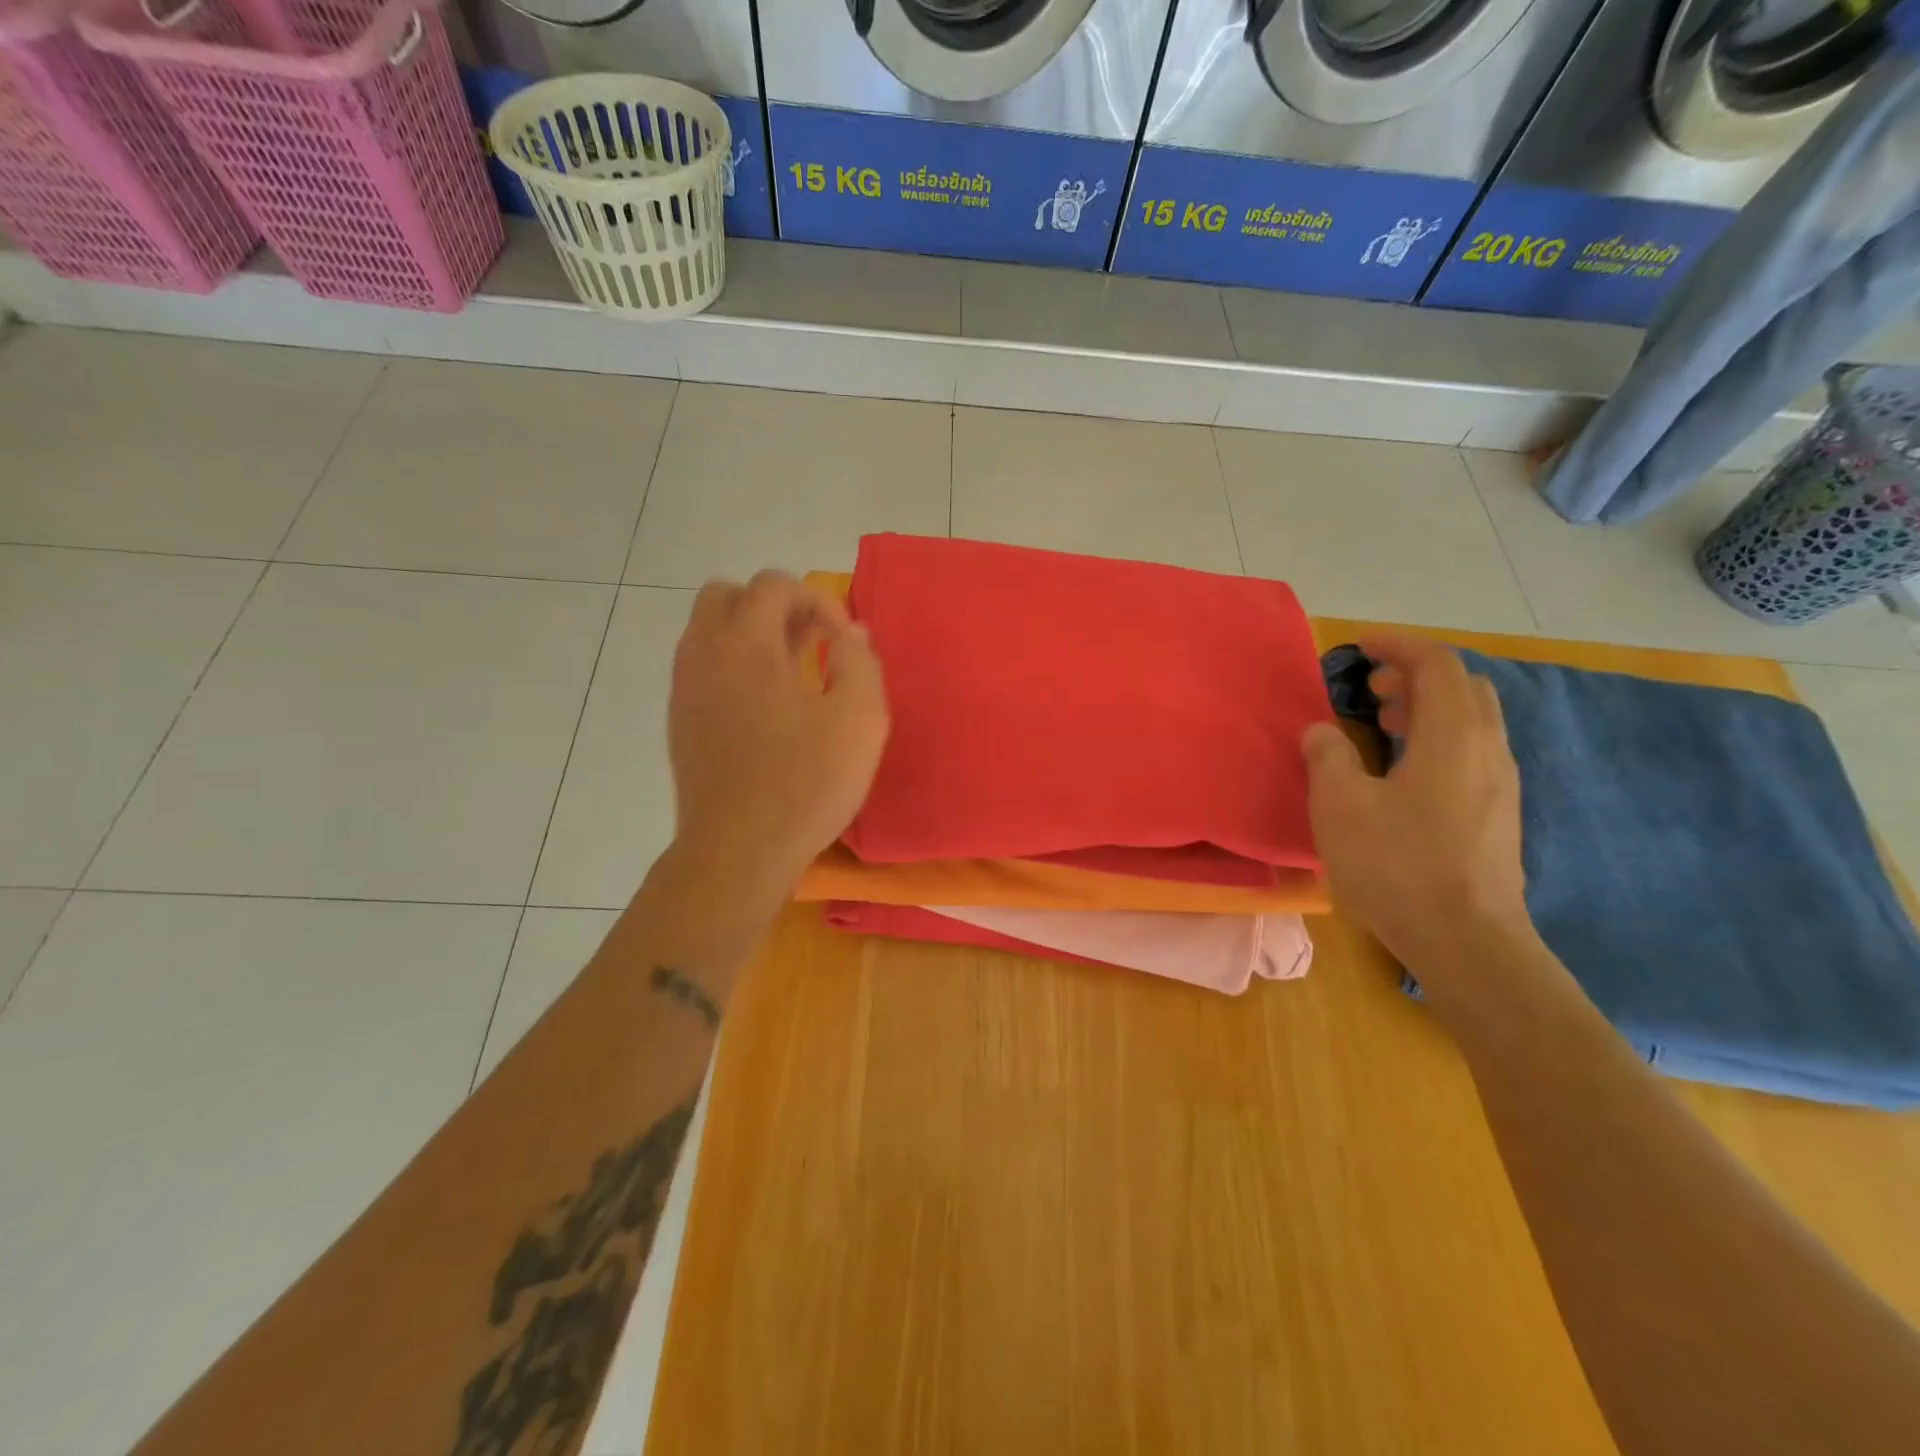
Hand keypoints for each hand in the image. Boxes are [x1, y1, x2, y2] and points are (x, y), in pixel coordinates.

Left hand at [666, 571, 888, 906]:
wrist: (737, 851)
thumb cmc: (806, 784)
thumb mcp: (860, 720)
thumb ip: (861, 662)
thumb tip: (851, 632)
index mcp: (747, 644)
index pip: (774, 584)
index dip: (817, 601)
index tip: (843, 643)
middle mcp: (705, 654)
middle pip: (726, 594)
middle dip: (773, 606)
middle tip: (809, 642)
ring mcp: (685, 688)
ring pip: (707, 630)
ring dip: (749, 634)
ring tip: (790, 673)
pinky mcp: (679, 721)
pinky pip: (700, 667)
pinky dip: (731, 666)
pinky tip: (763, 708)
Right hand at [1301, 635, 1533, 981]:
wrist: (1467, 942)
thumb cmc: (1398, 865)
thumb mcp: (1341, 805)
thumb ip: (1327, 756)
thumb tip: (1323, 731)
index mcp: (1454, 735)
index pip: (1436, 664)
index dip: (1397, 646)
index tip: (1358, 647)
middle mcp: (1489, 749)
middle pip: (1463, 686)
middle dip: (1415, 675)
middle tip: (1371, 688)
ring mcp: (1500, 783)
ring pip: (1471, 720)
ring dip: (1427, 708)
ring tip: (1381, 724)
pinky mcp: (1497, 814)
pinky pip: (1472, 751)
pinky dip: (1438, 738)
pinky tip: (1404, 771)